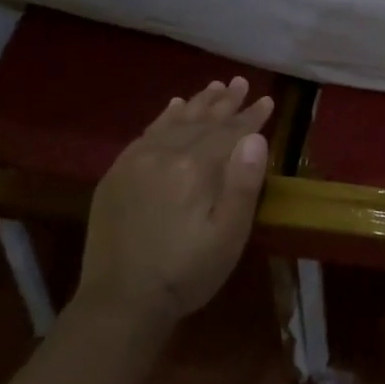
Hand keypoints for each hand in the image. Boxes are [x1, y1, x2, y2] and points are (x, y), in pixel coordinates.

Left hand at [79, 77, 273, 332]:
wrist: (121, 301)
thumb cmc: (186, 272)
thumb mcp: (228, 236)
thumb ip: (243, 185)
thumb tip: (255, 138)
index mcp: (194, 168)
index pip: (229, 132)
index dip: (250, 117)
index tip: (267, 99)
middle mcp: (164, 154)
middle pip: (201, 121)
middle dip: (225, 102)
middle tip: (241, 82)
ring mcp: (135, 161)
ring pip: (173, 122)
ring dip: (197, 104)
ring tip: (214, 86)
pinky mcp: (117, 174)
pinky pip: (146, 133)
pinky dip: (164, 117)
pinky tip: (173, 107)